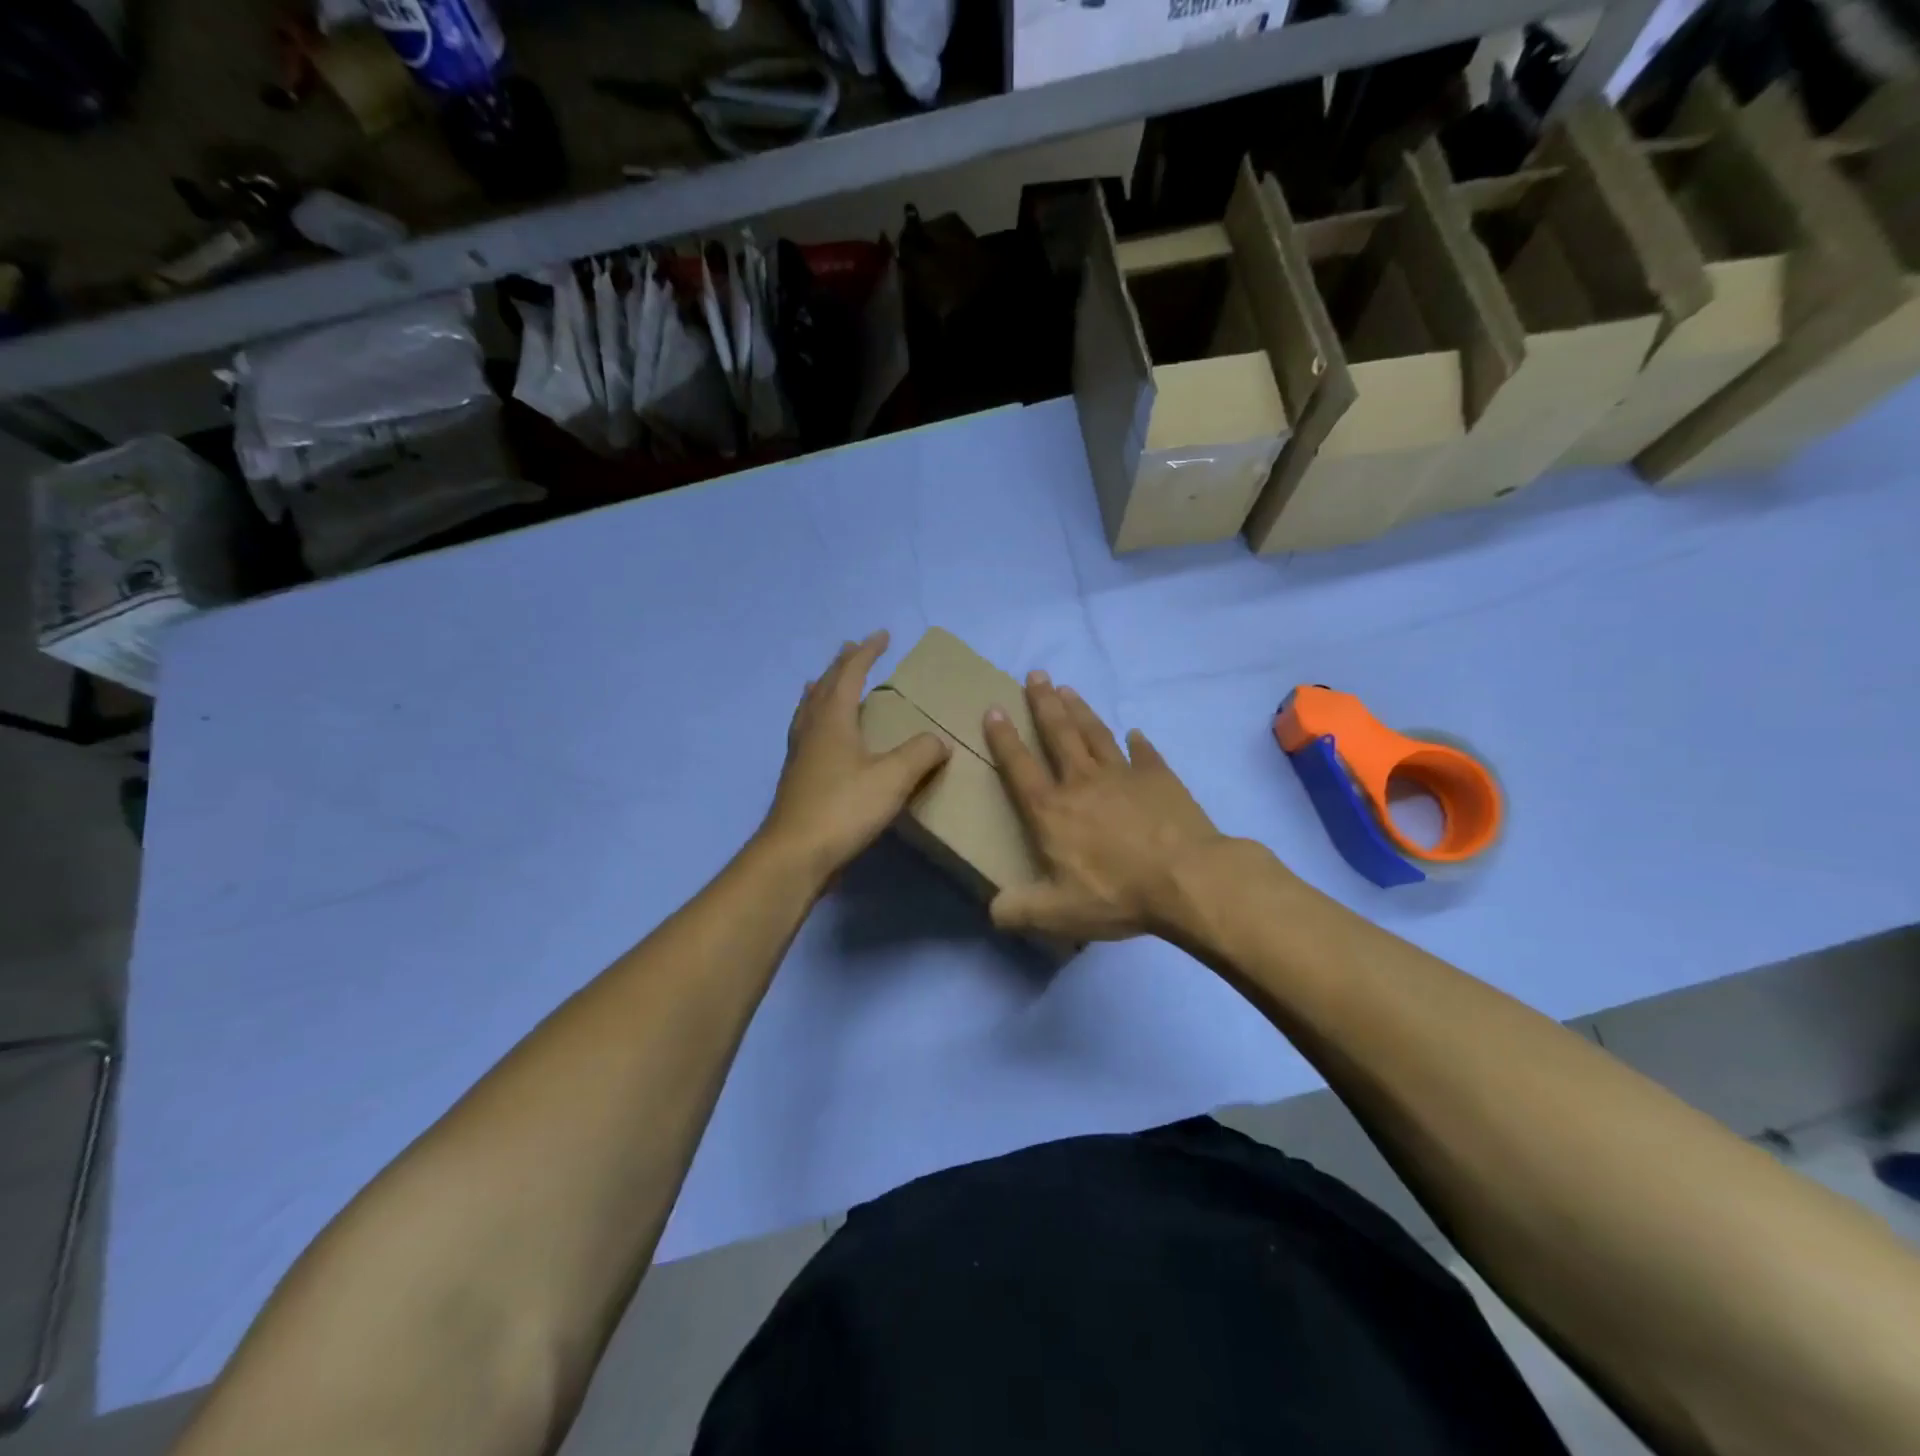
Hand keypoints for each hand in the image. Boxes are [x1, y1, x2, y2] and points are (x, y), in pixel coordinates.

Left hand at [760, 631, 949, 884]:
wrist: (795, 855)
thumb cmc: (844, 809)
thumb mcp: (893, 779)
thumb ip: (921, 754)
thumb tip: (939, 741)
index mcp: (833, 720)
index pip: (850, 674)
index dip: (867, 652)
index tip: (883, 635)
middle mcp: (812, 729)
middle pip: (825, 686)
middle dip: (841, 665)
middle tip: (853, 648)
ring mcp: (799, 754)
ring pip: (809, 708)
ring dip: (822, 689)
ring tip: (824, 681)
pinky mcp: (797, 778)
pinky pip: (806, 731)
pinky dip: (815, 718)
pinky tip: (821, 736)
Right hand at [982, 672, 1227, 942]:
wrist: (1187, 879)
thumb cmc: (1117, 893)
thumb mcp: (1057, 913)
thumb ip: (1019, 910)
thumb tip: (993, 910)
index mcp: (1052, 810)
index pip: (1019, 767)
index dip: (1004, 739)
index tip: (994, 709)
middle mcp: (1082, 782)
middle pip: (1058, 734)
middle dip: (1044, 703)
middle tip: (1035, 674)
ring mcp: (1123, 775)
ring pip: (1095, 733)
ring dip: (1080, 710)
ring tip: (1068, 688)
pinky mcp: (1159, 778)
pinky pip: (1144, 753)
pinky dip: (1137, 742)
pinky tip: (1134, 732)